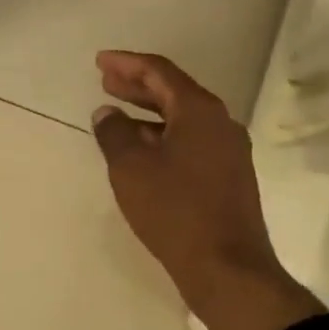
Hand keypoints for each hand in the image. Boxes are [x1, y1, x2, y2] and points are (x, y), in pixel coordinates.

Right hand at [91, 50, 323, 329]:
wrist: (227, 268)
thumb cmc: (175, 210)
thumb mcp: (131, 167)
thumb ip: (114, 133)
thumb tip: (107, 113)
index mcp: (200, 111)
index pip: (160, 72)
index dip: (127, 63)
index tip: (100, 61)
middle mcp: (220, 124)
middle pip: (174, 92)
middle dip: (138, 85)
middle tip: (106, 82)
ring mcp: (228, 152)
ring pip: (182, 119)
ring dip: (148, 113)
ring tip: (118, 115)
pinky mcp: (228, 178)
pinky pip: (190, 142)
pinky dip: (162, 137)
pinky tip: (142, 152)